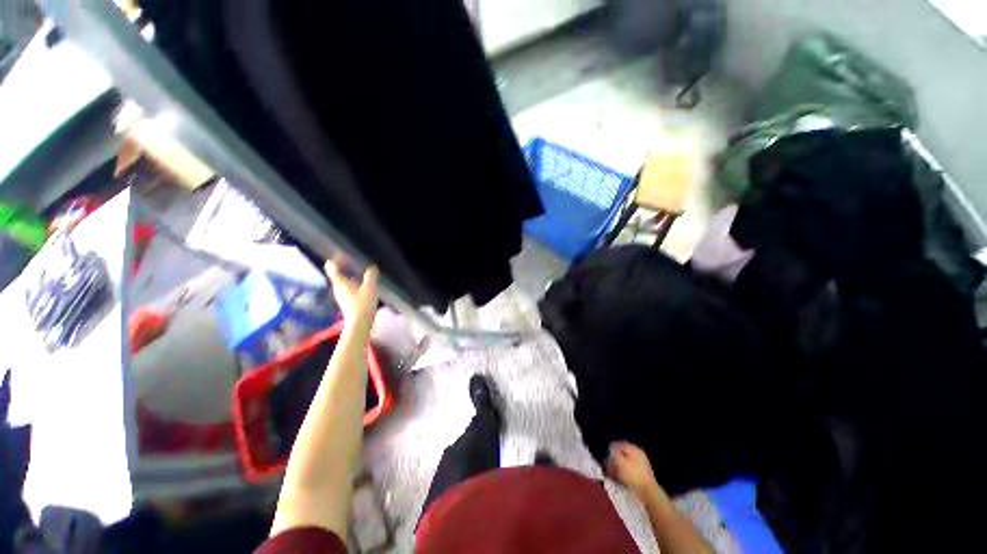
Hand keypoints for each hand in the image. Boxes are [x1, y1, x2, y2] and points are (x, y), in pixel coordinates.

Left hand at [324, 259, 378, 332]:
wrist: (360, 324)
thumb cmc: (363, 304)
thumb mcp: (370, 287)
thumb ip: (371, 275)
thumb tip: (372, 267)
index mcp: (340, 282)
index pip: (331, 267)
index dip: (336, 259)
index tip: (343, 253)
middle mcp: (337, 288)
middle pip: (337, 273)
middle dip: (344, 266)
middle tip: (355, 260)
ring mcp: (341, 296)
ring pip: (343, 281)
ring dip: (350, 274)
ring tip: (361, 271)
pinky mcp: (347, 302)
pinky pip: (348, 288)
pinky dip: (354, 283)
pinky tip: (364, 284)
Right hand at [606, 441, 663, 503]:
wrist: (648, 493)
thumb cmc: (632, 475)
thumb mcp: (619, 461)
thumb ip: (613, 452)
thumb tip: (611, 448)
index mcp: (633, 448)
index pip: (618, 445)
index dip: (610, 452)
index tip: (605, 460)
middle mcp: (638, 454)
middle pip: (621, 454)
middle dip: (613, 461)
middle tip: (608, 469)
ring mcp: (641, 465)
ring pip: (625, 464)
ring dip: (617, 469)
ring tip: (612, 477)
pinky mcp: (642, 476)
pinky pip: (630, 472)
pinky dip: (623, 475)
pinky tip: (619, 481)